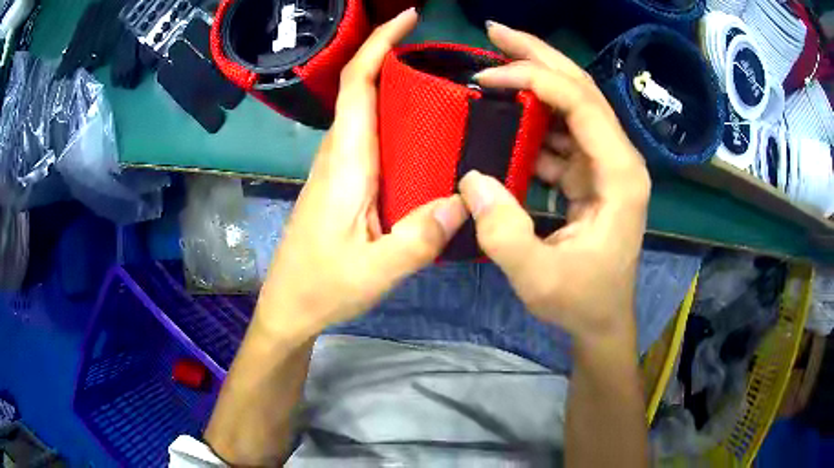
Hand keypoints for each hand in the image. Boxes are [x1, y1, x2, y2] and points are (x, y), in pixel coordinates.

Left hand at [256, 9, 467, 336]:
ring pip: (366, 113)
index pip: (357, 87)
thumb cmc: (321, 289)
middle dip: (393, 57)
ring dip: (396, 87)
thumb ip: (419, 238)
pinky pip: (370, 138)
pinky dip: (395, 120)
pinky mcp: (343, 185)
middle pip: (362, 90)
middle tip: (442, 51)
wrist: (288, 308)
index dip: (377, 45)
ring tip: (443, 83)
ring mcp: (339, 169)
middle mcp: (339, 156)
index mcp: (345, 164)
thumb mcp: (375, 271)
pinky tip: (425, 133)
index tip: (407, 19)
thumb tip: (466, 200)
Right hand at [461, 22, 650, 340]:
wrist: (602, 319)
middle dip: (538, 55)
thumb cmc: (581, 301)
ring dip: (534, 80)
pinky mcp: (588, 175)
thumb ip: (504, 232)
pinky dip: (532, 120)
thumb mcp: (539, 278)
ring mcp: (603, 165)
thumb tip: (471, 178)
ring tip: (494, 61)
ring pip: (571, 106)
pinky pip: (559, 135)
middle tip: (495, 31)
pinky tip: (504, 113)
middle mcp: (617, 159)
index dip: (535, 79)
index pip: (582, 103)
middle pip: (581, 89)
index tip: (488, 76)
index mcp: (620, 175)